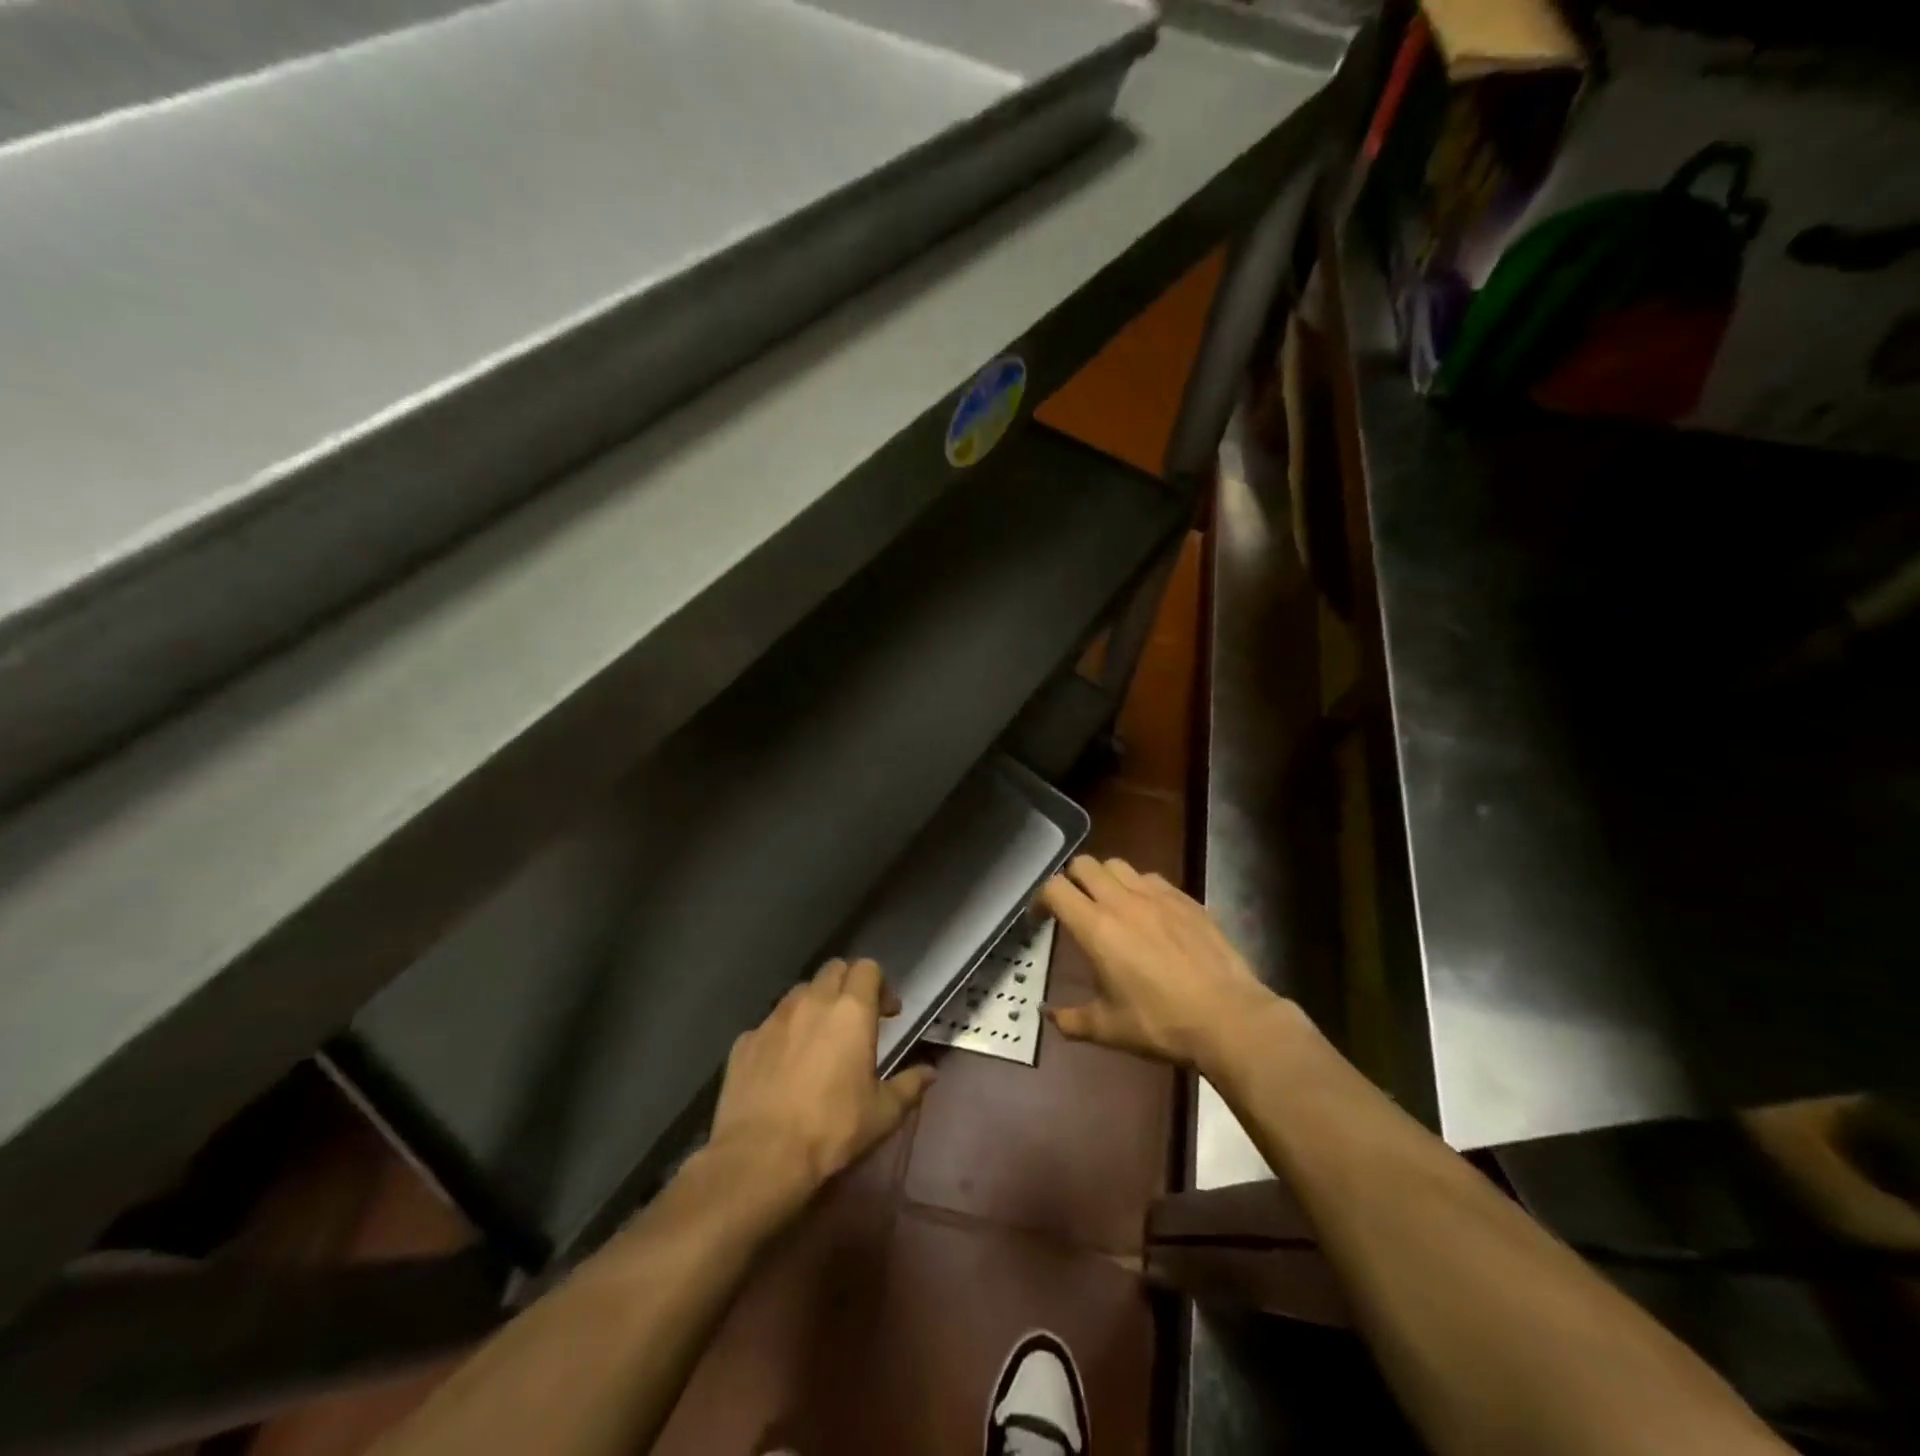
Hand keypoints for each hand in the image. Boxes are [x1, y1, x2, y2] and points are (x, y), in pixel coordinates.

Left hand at [710, 957, 935, 1192]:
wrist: (761, 1157)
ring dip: (815, 1005)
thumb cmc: (832, 1129)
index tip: (888, 1014)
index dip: (881, 985)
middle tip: (856, 1019)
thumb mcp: (883, 1114)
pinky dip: (783, 1033)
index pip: (868, 968)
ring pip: (800, 993)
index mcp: (851, 1010)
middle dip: (848, 986)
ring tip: (819, 1039)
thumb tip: (930, 1072)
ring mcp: (773, 1018)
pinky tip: (784, 1065)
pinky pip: (770, 1024)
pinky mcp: (745, 1041)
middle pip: (833, 970)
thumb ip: (909, 1085)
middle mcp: (812, 1002)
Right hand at [1041, 856, 1278, 1069]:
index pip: (1055, 888)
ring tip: (1110, 905)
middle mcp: (1122, 901)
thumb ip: (1070, 1019)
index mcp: (1096, 927)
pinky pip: (1152, 878)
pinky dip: (1139, 887)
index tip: (1041, 919)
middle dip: (1072, 880)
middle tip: (1074, 907)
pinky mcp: (1186, 898)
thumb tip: (1047, 1015)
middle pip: (1084, 865)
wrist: (1228, 1017)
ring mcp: (1157, 895)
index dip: (1041, 898)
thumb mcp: (1108, 1029)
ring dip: (1105, 879)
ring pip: (1118, 865)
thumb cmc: (1160, 1023)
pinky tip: (1148, 913)